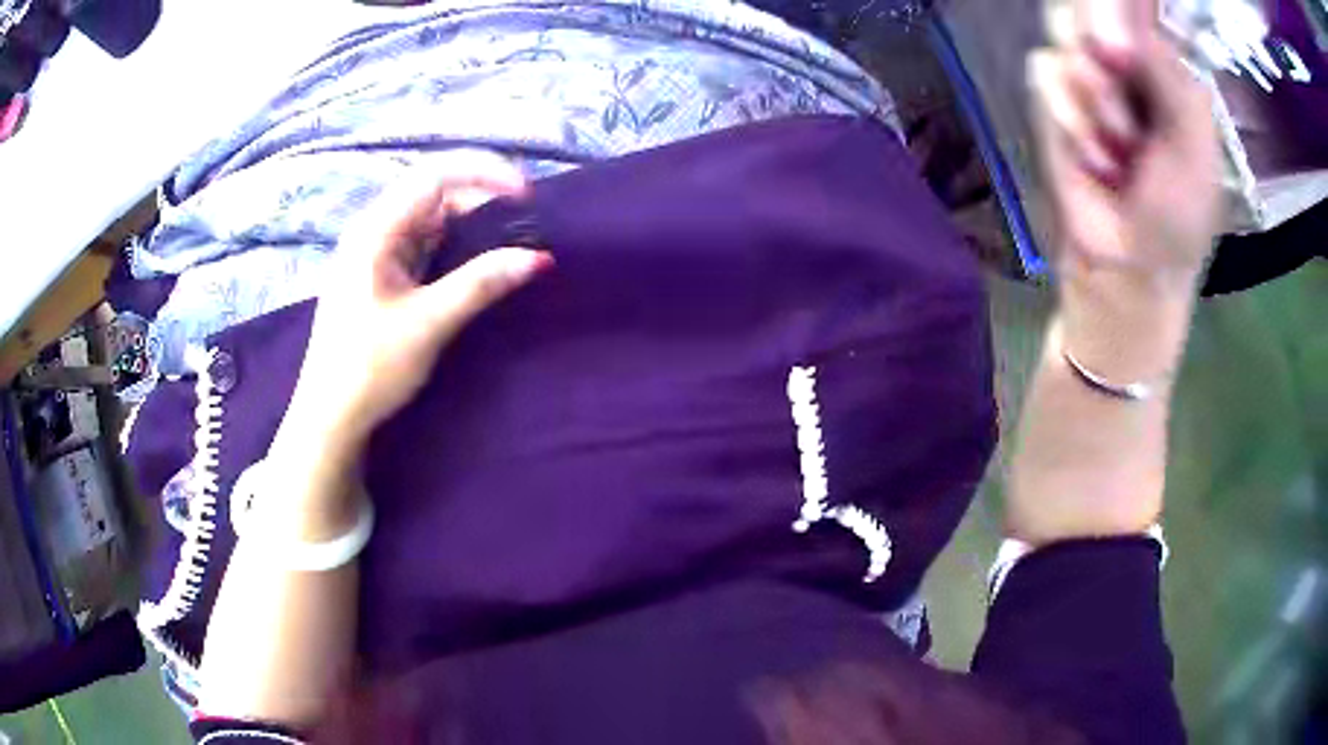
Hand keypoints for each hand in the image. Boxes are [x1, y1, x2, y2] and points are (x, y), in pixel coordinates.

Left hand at [285, 151, 552, 457]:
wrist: (331, 417)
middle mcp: (373, 230)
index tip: (526, 195)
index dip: (485, 173)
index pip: (435, 175)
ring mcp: (375, 252)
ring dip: (470, 222)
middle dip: (481, 197)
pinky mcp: (381, 275)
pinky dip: (454, 245)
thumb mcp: (428, 323)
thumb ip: (481, 284)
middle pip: (433, 191)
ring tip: (509, 236)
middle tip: (524, 220)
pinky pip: (423, 244)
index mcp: (375, 230)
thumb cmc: (370, 368)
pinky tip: (476, 259)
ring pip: (430, 218)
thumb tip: (538, 258)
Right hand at [1031, 0, 1222, 292]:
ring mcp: (1084, 72)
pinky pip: (1044, 71)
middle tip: (1118, 66)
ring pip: (1061, 25)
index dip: (1122, 2)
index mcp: (1165, 60)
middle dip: (1102, 31)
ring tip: (1120, 147)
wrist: (1129, 269)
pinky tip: (1095, 159)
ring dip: (1093, 91)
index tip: (1126, 33)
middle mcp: (1122, 54)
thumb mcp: (1194, 145)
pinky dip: (1069, 117)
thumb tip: (1121, 26)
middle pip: (1087, 0)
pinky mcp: (1052, 99)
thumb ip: (1169, 73)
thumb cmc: (1177, 216)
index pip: (1136, 1)